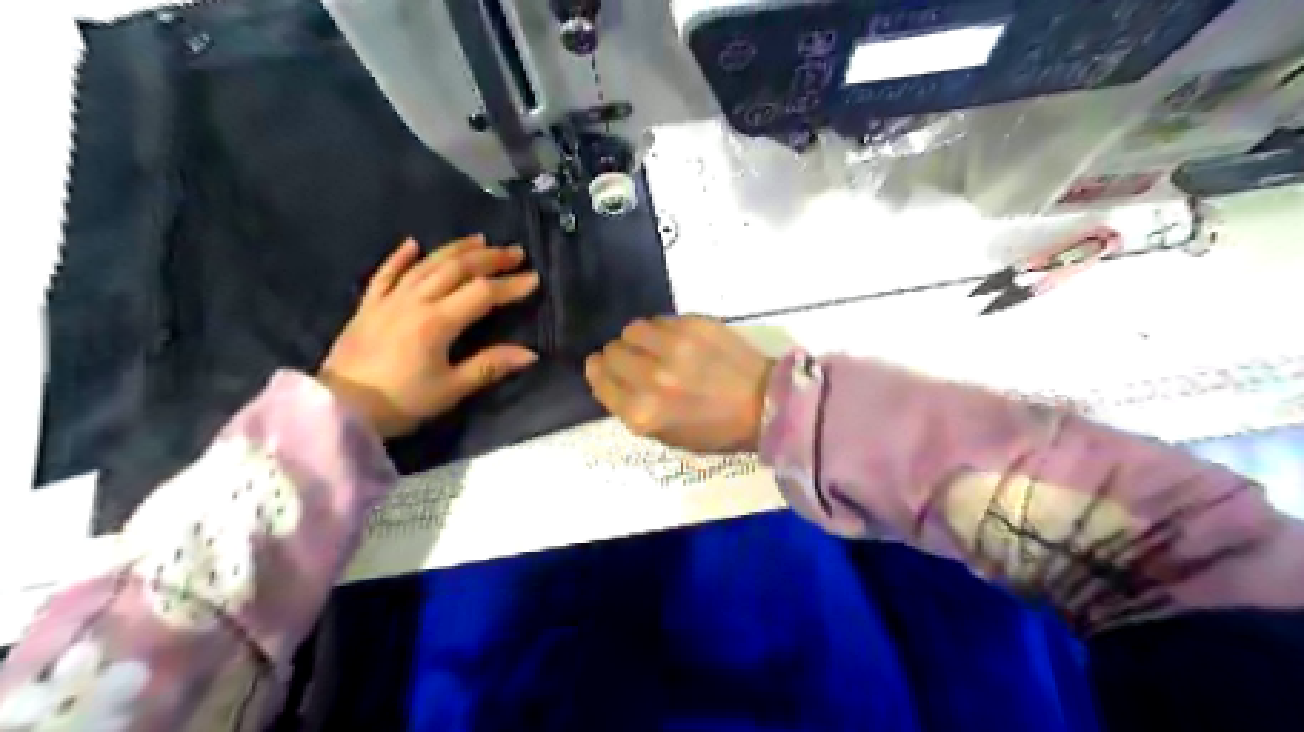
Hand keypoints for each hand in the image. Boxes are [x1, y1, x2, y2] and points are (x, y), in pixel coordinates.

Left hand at [319, 238, 540, 436]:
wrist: (338, 410)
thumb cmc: (400, 402)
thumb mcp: (450, 390)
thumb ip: (489, 366)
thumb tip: (530, 354)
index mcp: (437, 322)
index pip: (482, 294)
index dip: (510, 285)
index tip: (534, 278)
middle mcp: (414, 301)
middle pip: (457, 269)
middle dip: (490, 258)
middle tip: (515, 252)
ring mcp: (388, 300)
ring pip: (427, 264)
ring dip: (455, 249)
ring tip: (480, 240)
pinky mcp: (368, 306)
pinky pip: (386, 273)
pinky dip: (400, 257)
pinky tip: (413, 244)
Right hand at [588, 315, 772, 451]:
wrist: (765, 405)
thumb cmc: (714, 429)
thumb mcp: (664, 435)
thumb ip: (630, 407)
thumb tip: (608, 377)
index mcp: (642, 412)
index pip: (599, 379)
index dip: (600, 371)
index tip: (606, 368)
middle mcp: (652, 378)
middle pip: (612, 351)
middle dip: (620, 356)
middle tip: (638, 361)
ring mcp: (673, 348)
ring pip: (632, 329)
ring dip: (639, 339)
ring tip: (657, 348)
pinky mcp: (693, 325)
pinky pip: (659, 319)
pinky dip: (662, 329)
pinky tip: (678, 341)